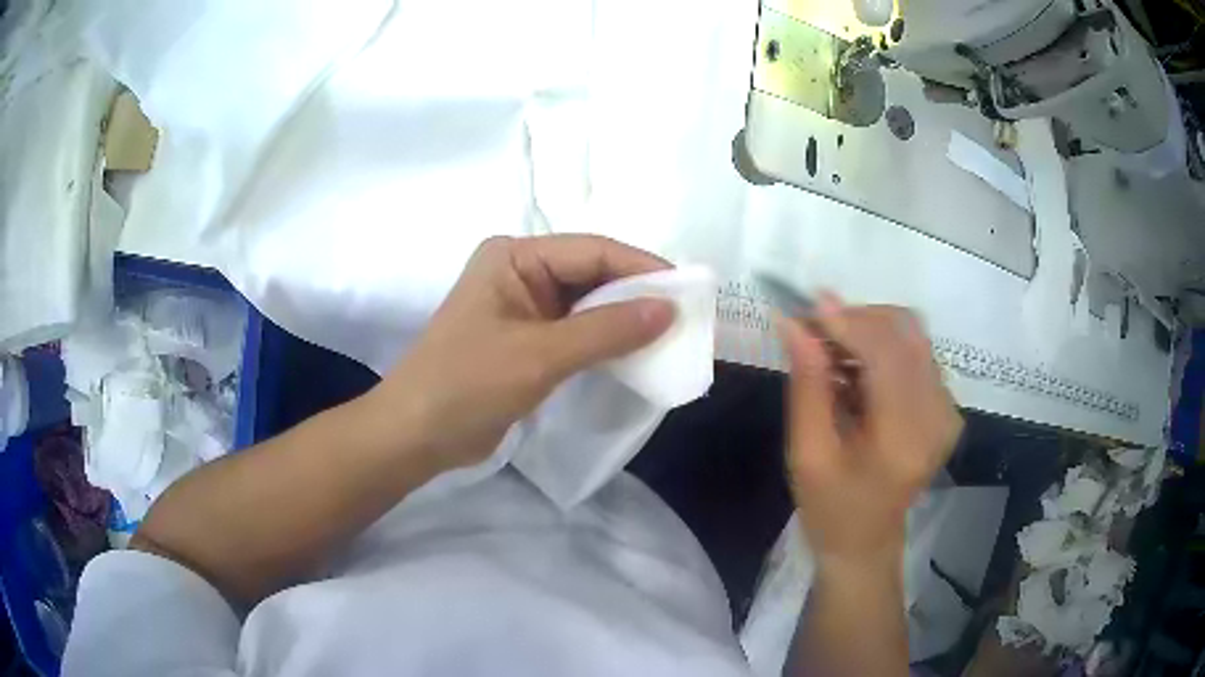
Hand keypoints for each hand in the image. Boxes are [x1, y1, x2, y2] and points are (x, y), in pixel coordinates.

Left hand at [366, 235, 674, 470]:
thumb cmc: (466, 384)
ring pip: (588, 306)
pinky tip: (636, 354)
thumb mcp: (539, 355)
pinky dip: (606, 343)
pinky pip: (577, 333)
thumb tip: (669, 309)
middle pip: (592, 275)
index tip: (689, 291)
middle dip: (637, 296)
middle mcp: (521, 273)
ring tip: (671, 336)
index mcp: (515, 257)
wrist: (416, 435)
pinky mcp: (527, 341)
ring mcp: (524, 308)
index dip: (641, 268)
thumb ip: (606, 330)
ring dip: (624, 321)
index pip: (592, 251)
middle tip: (687, 317)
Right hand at [776, 296, 962, 569]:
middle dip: (857, 319)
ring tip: (833, 354)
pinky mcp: (947, 406)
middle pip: (905, 332)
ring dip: (869, 330)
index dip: (847, 321)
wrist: (866, 542)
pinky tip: (857, 370)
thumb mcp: (807, 454)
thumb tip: (795, 324)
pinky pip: (917, 352)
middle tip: (814, 332)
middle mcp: (938, 416)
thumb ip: (807, 385)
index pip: (886, 354)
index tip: (807, 307)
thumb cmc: (830, 508)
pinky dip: (883, 347)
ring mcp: (948, 410)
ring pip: (912, 335)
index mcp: (904, 438)